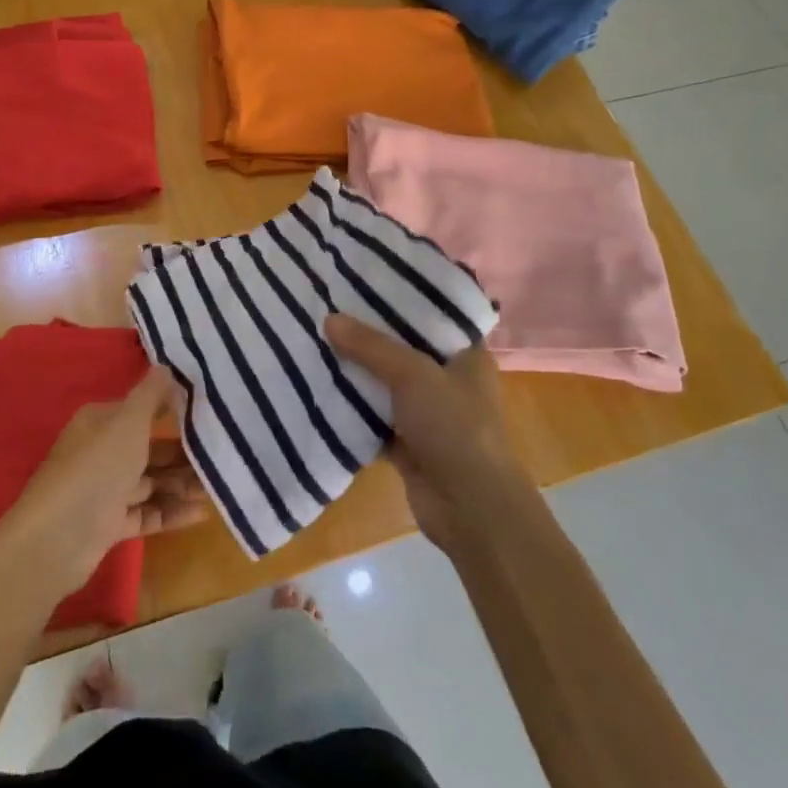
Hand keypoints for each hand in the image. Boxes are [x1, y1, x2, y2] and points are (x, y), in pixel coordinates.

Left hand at [0, 369, 207, 596]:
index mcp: (101, 422)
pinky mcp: (109, 524)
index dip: (172, 410)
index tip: (209, 413)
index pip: (141, 410)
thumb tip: (167, 365)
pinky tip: (202, 513)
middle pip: (150, 448)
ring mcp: (105, 490)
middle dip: (184, 453)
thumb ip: (151, 394)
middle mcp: (101, 451)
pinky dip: (172, 512)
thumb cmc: (97, 467)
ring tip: (219, 486)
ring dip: (182, 483)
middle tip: (221, 455)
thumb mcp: (128, 421)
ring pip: (151, 482)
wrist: (57, 537)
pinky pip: (147, 513)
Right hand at [325, 315, 523, 551]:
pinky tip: (319, 386)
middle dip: (369, 333)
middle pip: (403, 347)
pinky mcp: (407, 441)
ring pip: (385, 382)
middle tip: (328, 305)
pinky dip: (352, 407)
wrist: (471, 509)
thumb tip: (329, 319)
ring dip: (357, 370)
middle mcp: (448, 378)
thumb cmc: (455, 427)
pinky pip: (373, 416)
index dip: (402, 296)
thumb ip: (371, 346)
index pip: (432, 314)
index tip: (364, 278)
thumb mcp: (413, 374)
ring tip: (316, 339)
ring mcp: (427, 412)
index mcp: (465, 354)